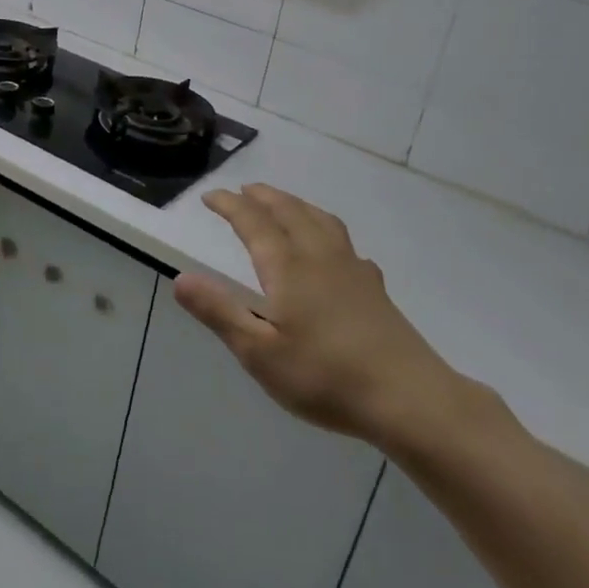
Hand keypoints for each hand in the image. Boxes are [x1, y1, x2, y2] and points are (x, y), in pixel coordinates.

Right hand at [174, 184, 486, 452]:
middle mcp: (319, 256)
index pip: (253, 222)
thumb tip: (181, 279)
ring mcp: (352, 269)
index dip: (230, 206)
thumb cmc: (325, 376)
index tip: (211, 196)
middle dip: (264, 197)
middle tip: (244, 191)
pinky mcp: (374, 288)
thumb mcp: (259, 353)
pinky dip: (326, 231)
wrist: (407, 396)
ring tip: (284, 204)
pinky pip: (344, 242)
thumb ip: (219, 312)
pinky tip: (333, 252)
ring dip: (296, 205)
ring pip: (321, 220)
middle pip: (289, 211)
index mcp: (288, 267)